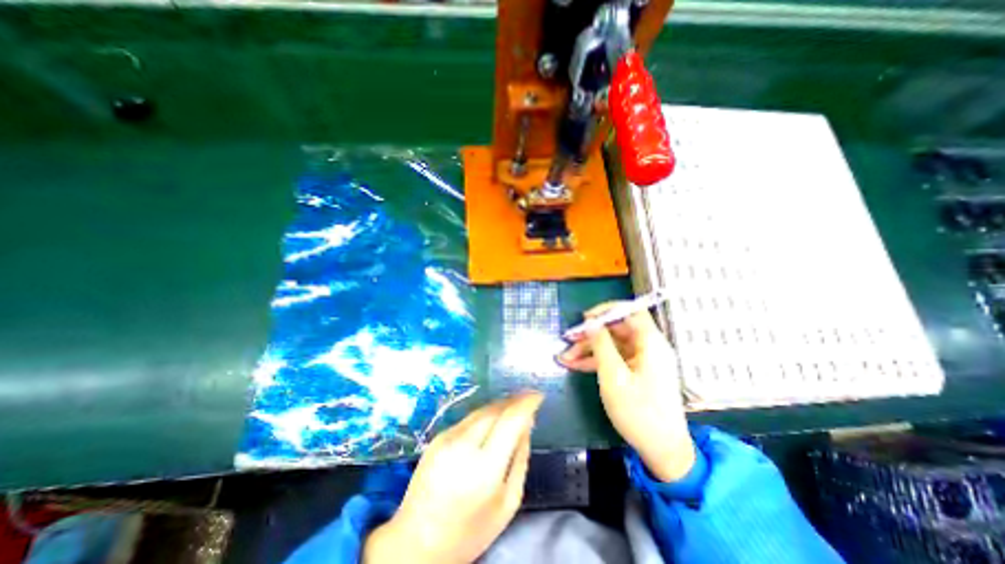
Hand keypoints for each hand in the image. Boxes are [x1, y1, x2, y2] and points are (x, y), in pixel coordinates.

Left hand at [364, 392, 542, 563]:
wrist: (416, 541)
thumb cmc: (469, 531)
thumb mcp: (507, 503)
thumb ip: (520, 460)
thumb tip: (527, 426)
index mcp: (485, 467)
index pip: (511, 420)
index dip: (526, 403)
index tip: (538, 395)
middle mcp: (464, 445)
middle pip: (496, 409)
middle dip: (514, 401)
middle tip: (528, 399)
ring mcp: (447, 438)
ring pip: (482, 410)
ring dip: (500, 405)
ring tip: (513, 406)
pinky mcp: (437, 436)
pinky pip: (468, 418)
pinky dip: (485, 415)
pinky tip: (492, 420)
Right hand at [553, 302, 695, 481]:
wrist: (662, 450)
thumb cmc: (638, 412)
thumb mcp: (613, 376)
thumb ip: (601, 345)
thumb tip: (591, 322)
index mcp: (651, 343)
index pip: (631, 311)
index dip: (607, 310)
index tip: (585, 318)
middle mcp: (648, 347)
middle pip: (617, 329)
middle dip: (591, 334)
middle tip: (567, 340)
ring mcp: (642, 360)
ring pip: (612, 345)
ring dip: (588, 349)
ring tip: (565, 358)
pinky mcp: (636, 372)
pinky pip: (614, 359)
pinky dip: (596, 361)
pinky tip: (575, 365)